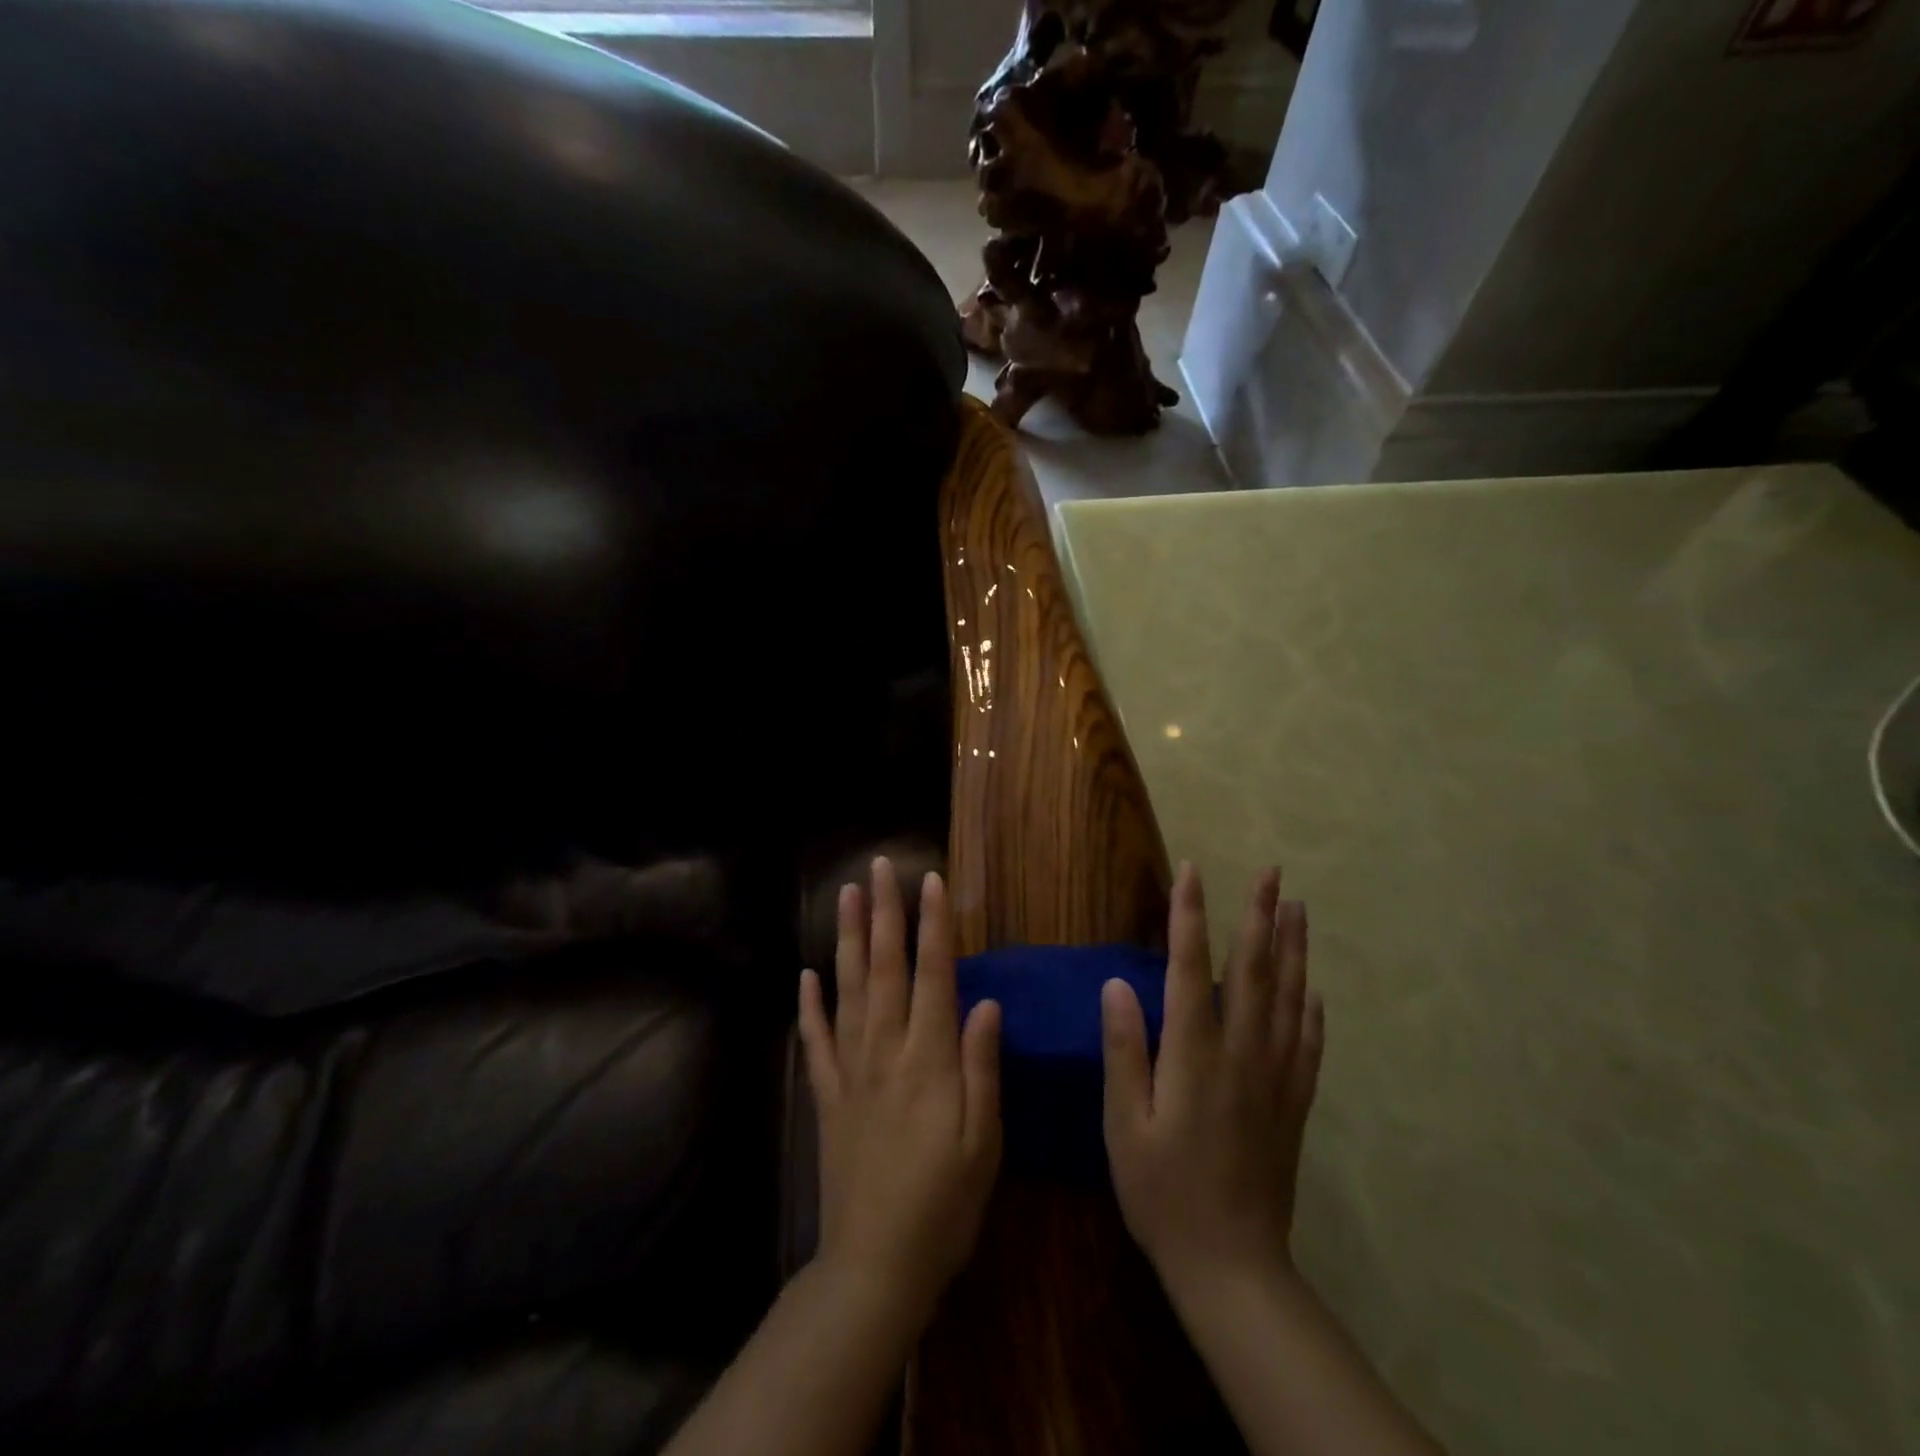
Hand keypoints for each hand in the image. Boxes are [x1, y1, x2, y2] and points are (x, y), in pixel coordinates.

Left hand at [798, 857, 1002, 1323]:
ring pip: (848, 990)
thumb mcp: (984, 1142)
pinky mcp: (827, 1096)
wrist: (875, 1266)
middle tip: (879, 866)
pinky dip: (810, 1006)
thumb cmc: (945, 1206)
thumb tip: (985, 1001)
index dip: (933, 926)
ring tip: (846, 895)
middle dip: (884, 913)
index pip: (933, 976)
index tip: (930, 881)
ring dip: (847, 939)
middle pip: (884, 968)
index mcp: (930, 1060)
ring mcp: (850, 1071)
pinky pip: (816, 1041)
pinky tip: (806, 975)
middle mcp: (886, 1051)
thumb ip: (983, 1067)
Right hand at [1101, 864, 1323, 1294]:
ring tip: (1297, 907)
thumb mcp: (1124, 1124)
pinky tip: (1313, 988)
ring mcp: (1275, 1077)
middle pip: (1254, 970)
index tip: (1192, 871)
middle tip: (1270, 872)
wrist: (1231, 1264)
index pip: (1191, 967)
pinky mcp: (1293, 1103)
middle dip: (1259, 915)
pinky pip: (1308, 1043)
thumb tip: (1118, 983)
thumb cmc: (1162, 1191)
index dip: (1190, 915)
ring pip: (1288, 998)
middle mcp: (1242, 1053)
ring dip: (1292, 948)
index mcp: (1195, 1054)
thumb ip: (1124, 1050)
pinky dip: (1311, 1008)